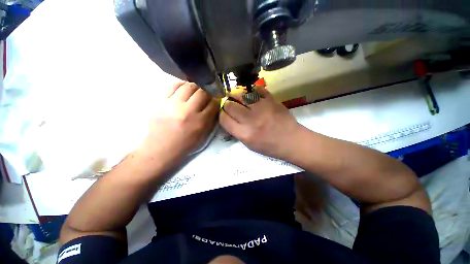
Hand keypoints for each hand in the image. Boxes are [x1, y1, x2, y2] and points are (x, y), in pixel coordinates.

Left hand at [137, 82, 218, 165]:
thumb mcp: (203, 135)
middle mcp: (188, 111)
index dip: (217, 100)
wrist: (160, 149)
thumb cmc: (185, 144)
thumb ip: (210, 119)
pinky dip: (182, 85)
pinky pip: (173, 85)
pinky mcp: (162, 101)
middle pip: (203, 92)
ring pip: (189, 86)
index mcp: (200, 122)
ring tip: (196, 91)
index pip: (213, 104)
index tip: (216, 100)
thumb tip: (214, 105)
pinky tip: (184, 89)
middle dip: (208, 91)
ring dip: (196, 87)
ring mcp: (173, 104)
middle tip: (207, 94)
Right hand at [219, 86, 300, 159]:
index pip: (223, 119)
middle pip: (229, 105)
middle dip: (227, 104)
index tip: (224, 114)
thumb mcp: (249, 144)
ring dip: (236, 95)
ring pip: (240, 94)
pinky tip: (250, 94)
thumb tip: (227, 117)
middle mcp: (251, 120)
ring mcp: (262, 108)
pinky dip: (251, 90)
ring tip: (236, 96)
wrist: (291, 141)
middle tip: (230, 105)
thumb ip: (236, 131)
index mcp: (244, 134)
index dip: (221, 115)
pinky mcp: (271, 100)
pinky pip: (256, 89)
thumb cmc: (269, 146)